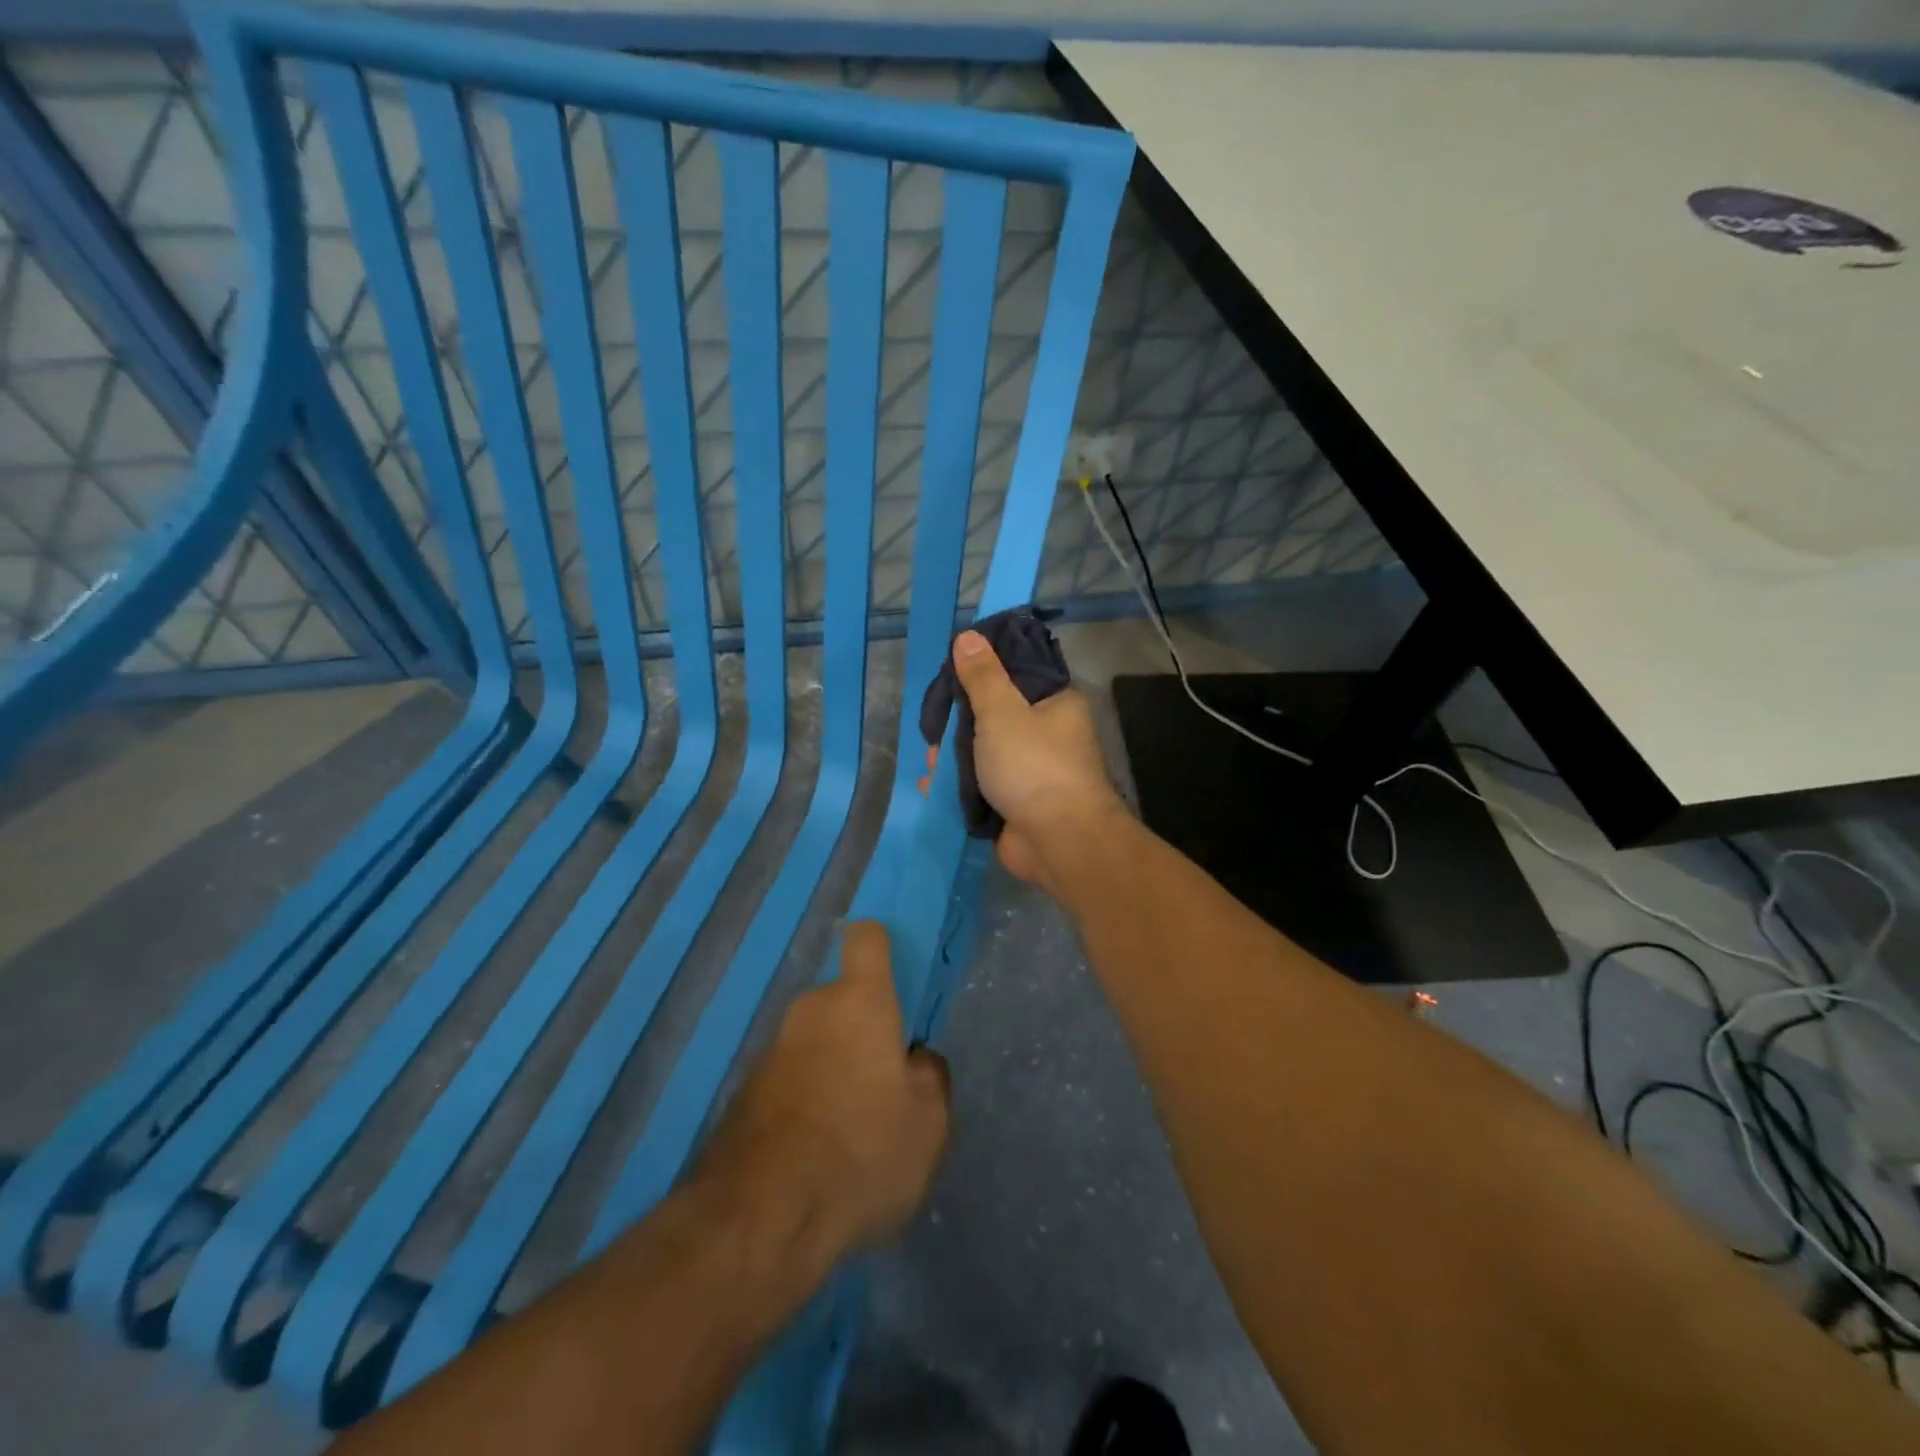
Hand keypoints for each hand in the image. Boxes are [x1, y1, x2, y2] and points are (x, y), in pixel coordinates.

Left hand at [693, 922, 950, 1267]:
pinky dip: (807, 1101)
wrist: (760, 1219)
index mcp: (859, 1002)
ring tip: (853, 1132)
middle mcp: (810, 1011)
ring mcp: (771, 1051)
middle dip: (864, 1031)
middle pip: (843, 1000)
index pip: (866, 939)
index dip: (882, 948)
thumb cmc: (861, 1153)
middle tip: (886, 1086)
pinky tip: (819, 1155)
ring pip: (817, 1043)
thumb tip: (915, 1061)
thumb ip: (930, 1077)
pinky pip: (791, 1080)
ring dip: (834, 1069)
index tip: (896, 980)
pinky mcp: (744, 1093)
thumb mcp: (928, 1124)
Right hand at [944, 629, 1128, 892]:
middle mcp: (1048, 734)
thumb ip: (982, 676)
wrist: (1059, 843)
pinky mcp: (1018, 803)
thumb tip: (968, 636)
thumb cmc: (1033, 767)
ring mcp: (1033, 771)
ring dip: (954, 758)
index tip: (948, 677)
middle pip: (995, 716)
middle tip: (932, 730)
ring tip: (929, 763)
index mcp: (1055, 703)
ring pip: (985, 753)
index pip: (1015, 674)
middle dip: (959, 724)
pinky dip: (958, 786)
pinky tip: (930, 785)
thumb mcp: (1002, 712)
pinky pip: (982, 786)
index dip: (980, 673)